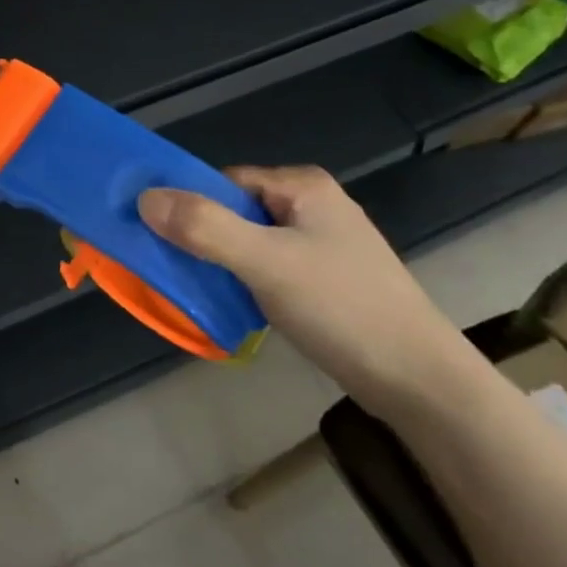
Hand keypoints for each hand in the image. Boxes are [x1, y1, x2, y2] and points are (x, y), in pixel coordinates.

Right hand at [139, 167, 480, 419]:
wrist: (423, 385)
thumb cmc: (343, 308)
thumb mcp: (266, 262)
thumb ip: (204, 227)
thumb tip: (144, 198)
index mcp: (303, 186)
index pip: (225, 182)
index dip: (192, 206)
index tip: (165, 238)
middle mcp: (313, 206)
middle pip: (236, 211)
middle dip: (206, 237)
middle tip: (181, 269)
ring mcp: (324, 244)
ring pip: (251, 241)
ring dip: (224, 262)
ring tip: (205, 290)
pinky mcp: (328, 281)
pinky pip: (269, 267)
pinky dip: (247, 282)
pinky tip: (239, 307)